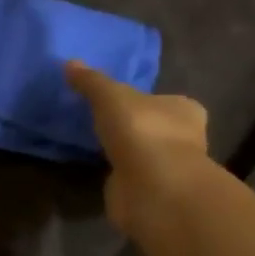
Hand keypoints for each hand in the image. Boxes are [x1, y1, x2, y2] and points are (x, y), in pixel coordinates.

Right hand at [65, 61, 209, 245]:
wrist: (151, 187)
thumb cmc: (141, 130)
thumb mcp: (110, 96)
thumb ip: (91, 81)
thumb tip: (70, 63)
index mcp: (184, 110)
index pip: (169, 101)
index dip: (147, 100)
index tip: (123, 102)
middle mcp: (184, 138)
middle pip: (157, 127)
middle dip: (135, 126)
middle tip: (104, 121)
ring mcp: (168, 168)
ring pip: (143, 153)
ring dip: (125, 151)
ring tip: (95, 143)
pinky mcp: (151, 191)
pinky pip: (130, 176)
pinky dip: (117, 173)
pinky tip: (98, 167)